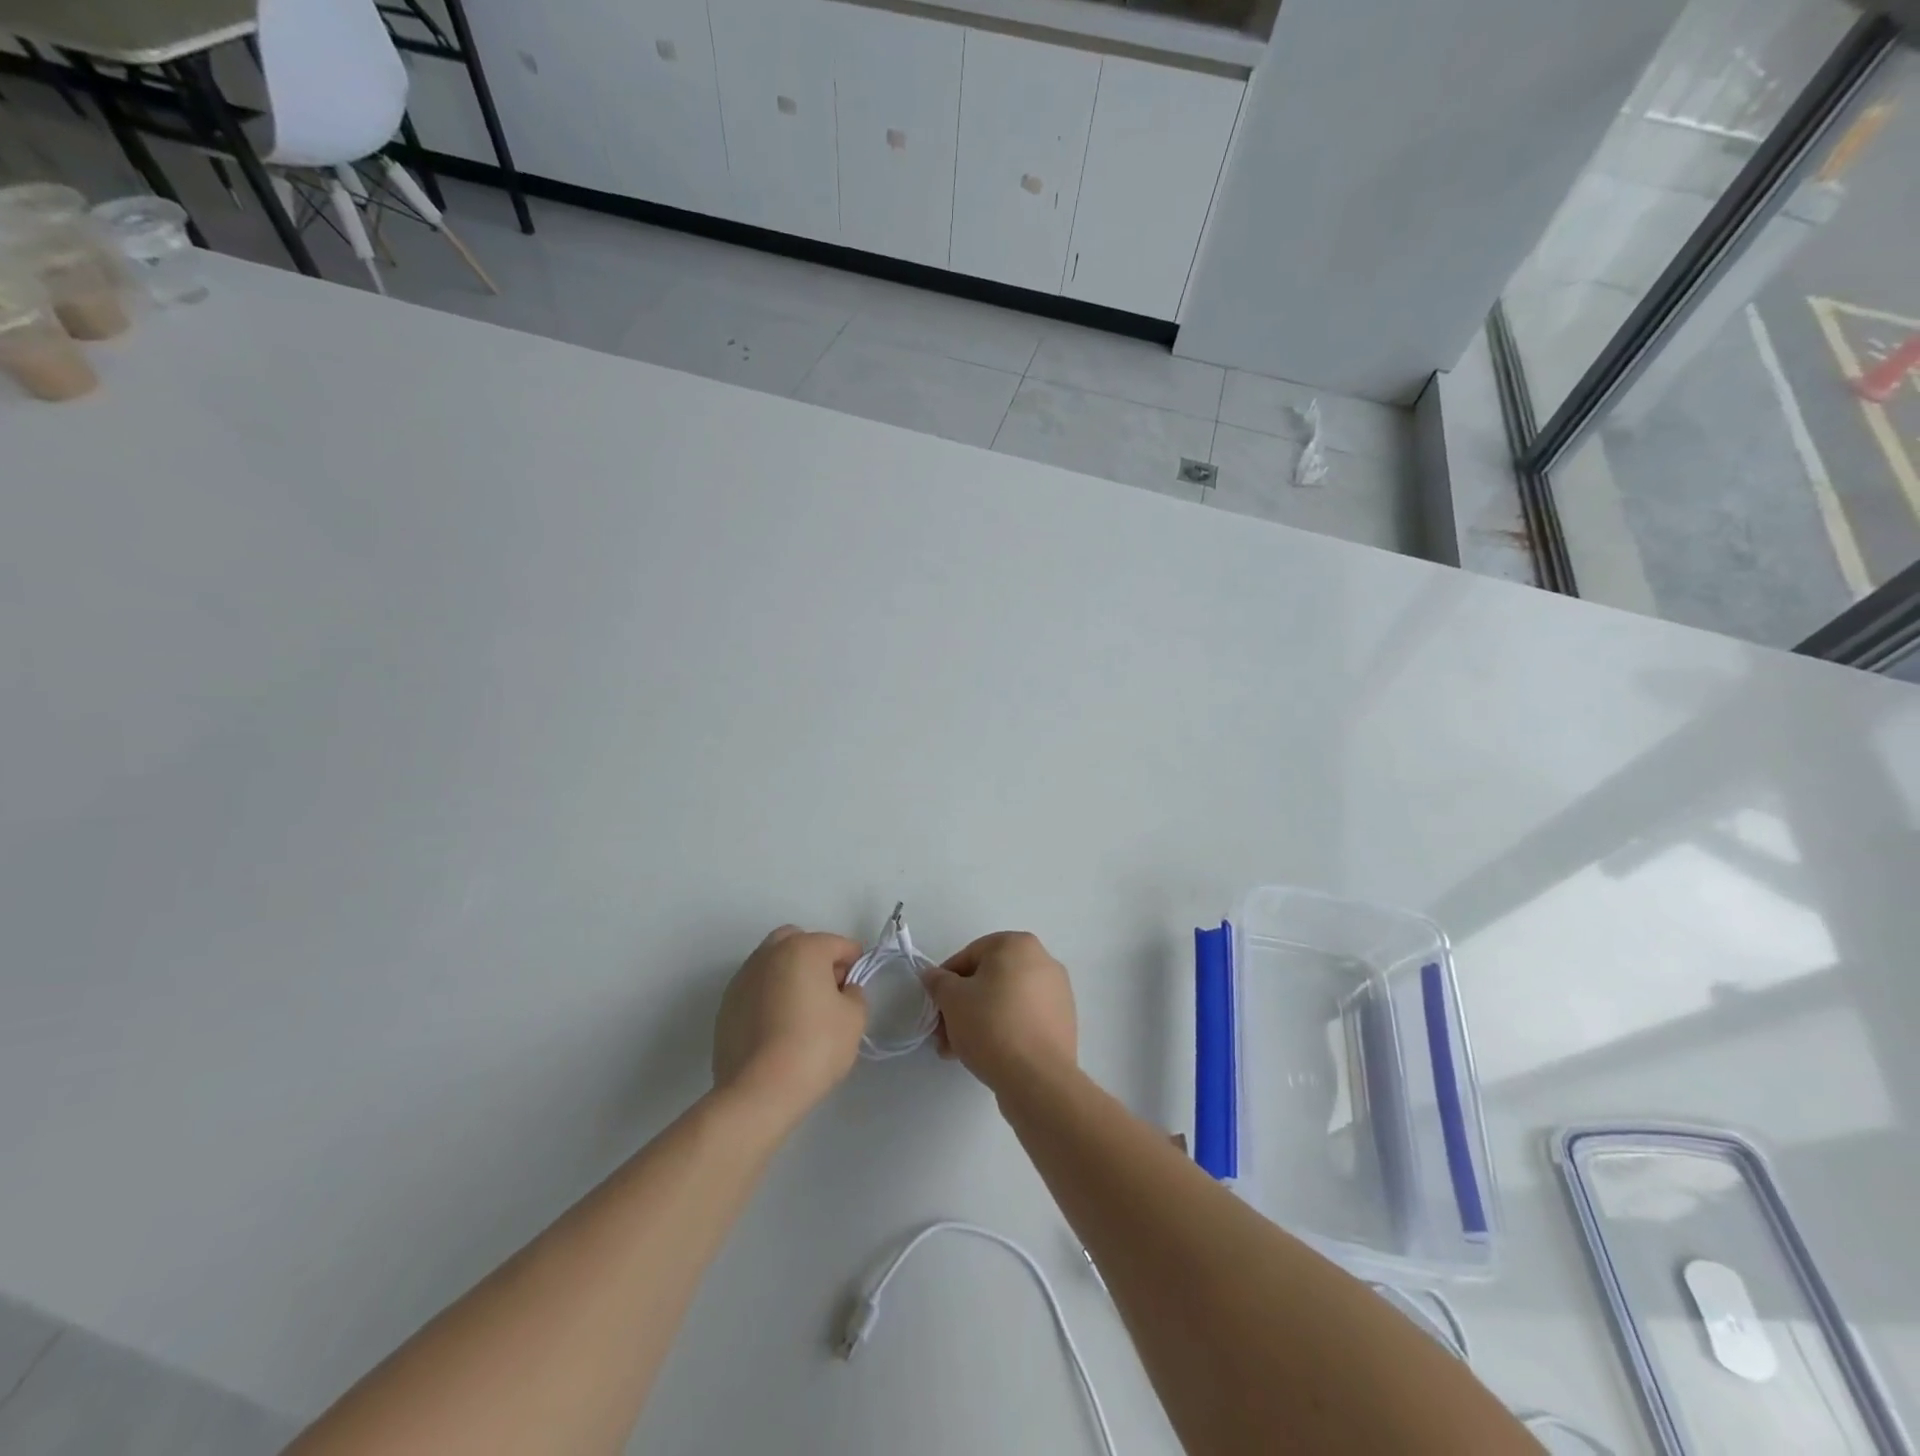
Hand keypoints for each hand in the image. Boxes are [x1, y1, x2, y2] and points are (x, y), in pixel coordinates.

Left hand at [713, 926, 866, 1117]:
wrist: (758, 1092)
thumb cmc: (815, 1047)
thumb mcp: (854, 1019)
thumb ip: (855, 994)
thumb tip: (843, 990)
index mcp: (803, 948)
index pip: (839, 945)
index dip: (854, 966)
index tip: (855, 993)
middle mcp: (769, 954)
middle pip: (799, 942)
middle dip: (816, 960)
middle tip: (827, 994)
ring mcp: (742, 978)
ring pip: (773, 964)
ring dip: (789, 977)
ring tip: (799, 1014)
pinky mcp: (726, 1005)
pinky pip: (755, 990)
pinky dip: (768, 998)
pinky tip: (776, 1030)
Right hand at [924, 931, 1076, 1092]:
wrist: (1038, 1078)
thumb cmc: (991, 1025)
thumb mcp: (952, 999)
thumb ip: (938, 981)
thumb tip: (934, 975)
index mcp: (1018, 944)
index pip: (970, 955)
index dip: (946, 981)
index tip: (935, 1006)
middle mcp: (1043, 961)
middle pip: (989, 980)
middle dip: (961, 1006)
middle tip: (943, 1034)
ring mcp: (1057, 992)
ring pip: (1005, 1001)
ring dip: (978, 1021)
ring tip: (958, 1051)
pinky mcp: (1062, 1022)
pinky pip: (1023, 1018)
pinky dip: (1003, 1030)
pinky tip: (985, 1055)